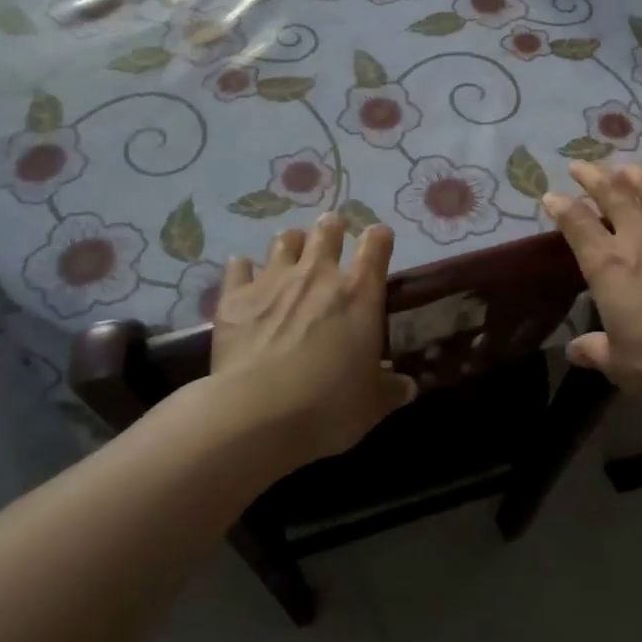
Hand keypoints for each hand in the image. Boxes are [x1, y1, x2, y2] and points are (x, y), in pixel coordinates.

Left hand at [208, 215, 415, 463]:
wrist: (256, 413)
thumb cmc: (328, 406)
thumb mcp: (372, 404)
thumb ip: (390, 389)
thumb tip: (407, 387)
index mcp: (359, 292)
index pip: (376, 244)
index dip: (379, 238)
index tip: (379, 241)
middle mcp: (318, 274)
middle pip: (327, 230)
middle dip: (332, 228)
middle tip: (332, 234)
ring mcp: (273, 281)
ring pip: (284, 241)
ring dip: (291, 243)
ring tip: (292, 250)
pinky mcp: (235, 297)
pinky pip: (238, 268)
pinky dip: (243, 269)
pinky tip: (243, 274)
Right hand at [543, 162, 641, 409]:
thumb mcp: (620, 364)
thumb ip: (595, 351)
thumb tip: (574, 350)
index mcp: (608, 266)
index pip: (577, 225)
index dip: (561, 207)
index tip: (550, 195)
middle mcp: (639, 239)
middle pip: (612, 195)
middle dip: (593, 176)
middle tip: (580, 165)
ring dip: (637, 176)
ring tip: (626, 167)